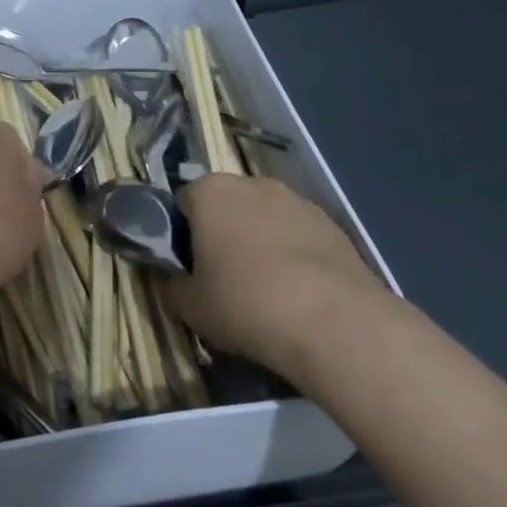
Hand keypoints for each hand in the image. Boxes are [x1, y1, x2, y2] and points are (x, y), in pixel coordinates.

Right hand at [165, 175, 386, 380]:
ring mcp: (297, 201)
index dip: (180, 237)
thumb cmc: (246, 303)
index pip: (181, 203)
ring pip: (264, 219)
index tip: (187, 269)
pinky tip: (297, 293)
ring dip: (258, 243)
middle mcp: (252, 183)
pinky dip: (292, 255)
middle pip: (225, 206)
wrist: (335, 323)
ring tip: (264, 290)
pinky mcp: (333, 224)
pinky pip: (298, 236)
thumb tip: (171, 281)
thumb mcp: (190, 307)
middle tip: (221, 279)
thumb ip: (171, 287)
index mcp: (209, 191)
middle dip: (220, 235)